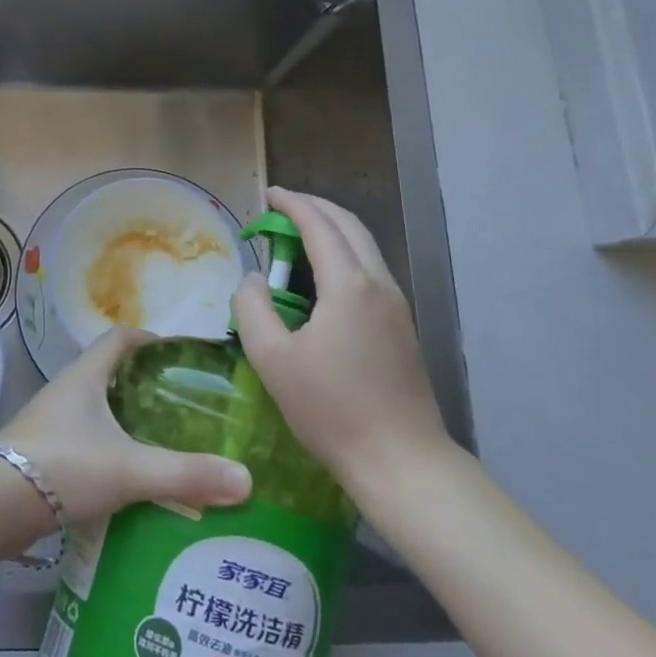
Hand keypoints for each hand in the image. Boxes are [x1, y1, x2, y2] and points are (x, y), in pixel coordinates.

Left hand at [0, 327, 252, 528]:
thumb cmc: (62, 466)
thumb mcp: (129, 469)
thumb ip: (186, 474)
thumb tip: (246, 479)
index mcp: (85, 376)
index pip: (119, 338)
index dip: (149, 340)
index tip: (178, 356)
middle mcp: (65, 392)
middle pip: (107, 374)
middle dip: (142, 386)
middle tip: (181, 408)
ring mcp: (49, 424)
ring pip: (94, 411)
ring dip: (123, 422)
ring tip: (161, 444)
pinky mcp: (40, 456)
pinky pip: (82, 442)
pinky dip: (106, 452)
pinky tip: (126, 480)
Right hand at [231, 188, 448, 485]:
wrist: (402, 462)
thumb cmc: (331, 410)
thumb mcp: (273, 359)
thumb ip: (253, 308)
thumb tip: (254, 279)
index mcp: (349, 286)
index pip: (319, 225)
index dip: (292, 204)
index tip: (268, 194)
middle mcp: (379, 284)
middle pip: (349, 225)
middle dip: (315, 207)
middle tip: (281, 207)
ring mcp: (396, 306)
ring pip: (365, 246)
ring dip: (332, 229)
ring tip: (299, 233)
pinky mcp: (402, 327)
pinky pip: (371, 269)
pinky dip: (345, 253)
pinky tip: (324, 275)